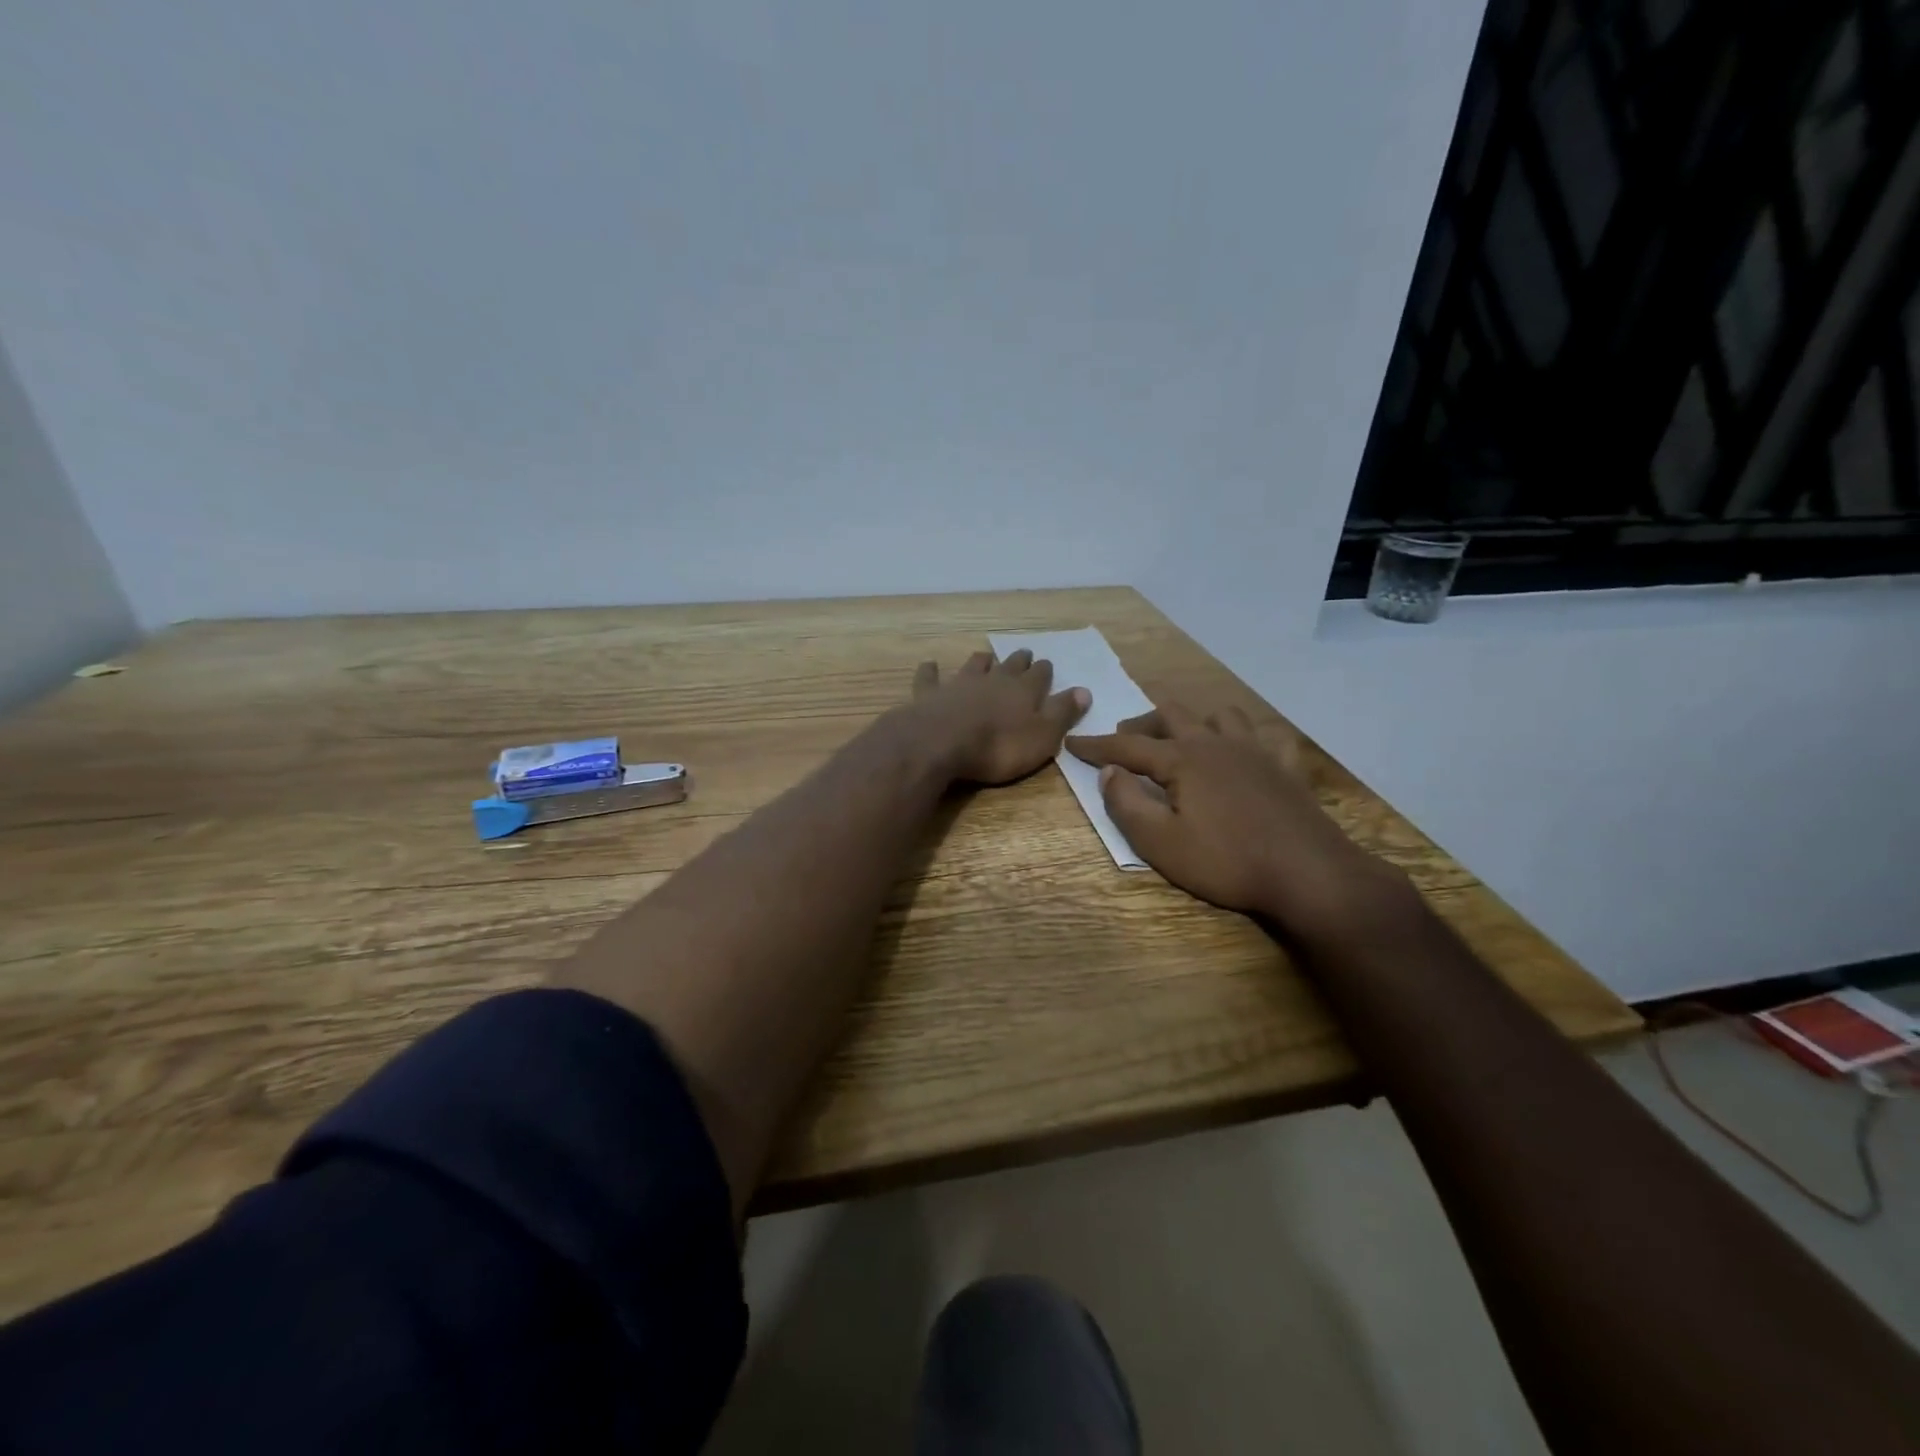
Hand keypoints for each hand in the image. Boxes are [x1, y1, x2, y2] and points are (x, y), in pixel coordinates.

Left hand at [908, 650, 1089, 785]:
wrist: (942, 743)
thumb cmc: (999, 747)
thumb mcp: (1043, 736)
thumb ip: (1062, 713)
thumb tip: (1085, 691)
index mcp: (1024, 691)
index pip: (1040, 675)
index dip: (1044, 671)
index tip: (1046, 665)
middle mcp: (993, 680)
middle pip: (1009, 665)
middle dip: (1018, 660)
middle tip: (1024, 653)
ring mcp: (959, 684)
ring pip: (974, 666)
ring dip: (981, 661)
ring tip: (985, 656)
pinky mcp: (930, 694)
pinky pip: (930, 678)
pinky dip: (930, 671)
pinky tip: (929, 665)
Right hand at [1067, 704, 1406, 941]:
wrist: (1308, 873)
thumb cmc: (1227, 861)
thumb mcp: (1160, 843)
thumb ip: (1127, 804)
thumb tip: (1108, 772)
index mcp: (1183, 760)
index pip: (1128, 746)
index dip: (1096, 745)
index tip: (1071, 741)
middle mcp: (1216, 744)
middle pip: (1172, 715)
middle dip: (1142, 723)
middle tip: (1126, 739)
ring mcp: (1256, 752)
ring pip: (1220, 715)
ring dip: (1194, 721)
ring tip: (1183, 740)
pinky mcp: (1286, 768)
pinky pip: (1268, 736)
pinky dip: (1250, 736)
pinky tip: (1246, 750)